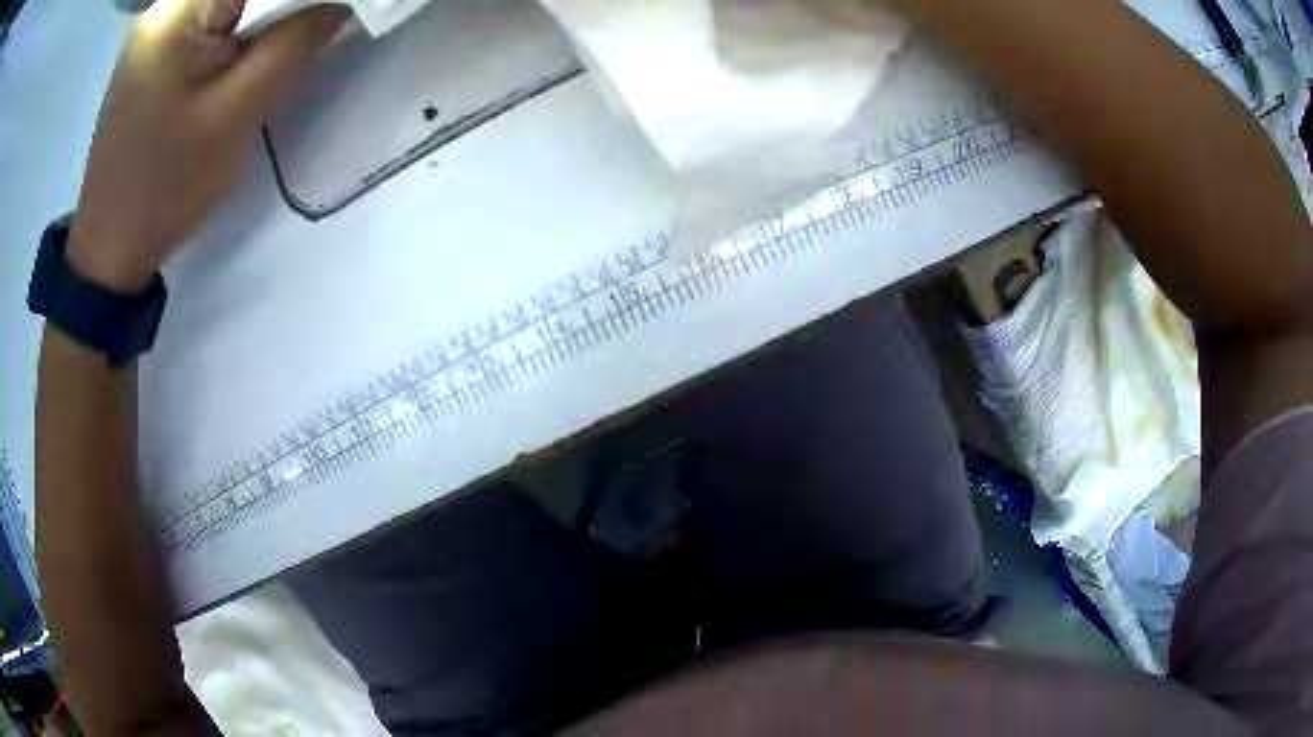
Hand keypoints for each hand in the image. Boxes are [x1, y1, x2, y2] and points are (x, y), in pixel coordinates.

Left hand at [68, 0, 345, 292]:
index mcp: (179, 9)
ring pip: (226, 4)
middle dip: (281, 7)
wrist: (108, 248)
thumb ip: (294, 42)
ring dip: (260, 20)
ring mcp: (153, 30)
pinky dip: (234, 32)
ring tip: (267, 58)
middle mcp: (163, 7)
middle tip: (308, 33)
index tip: (326, 17)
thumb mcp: (236, 112)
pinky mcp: (150, 53)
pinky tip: (239, 60)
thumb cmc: (165, 185)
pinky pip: (206, 22)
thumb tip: (341, 2)